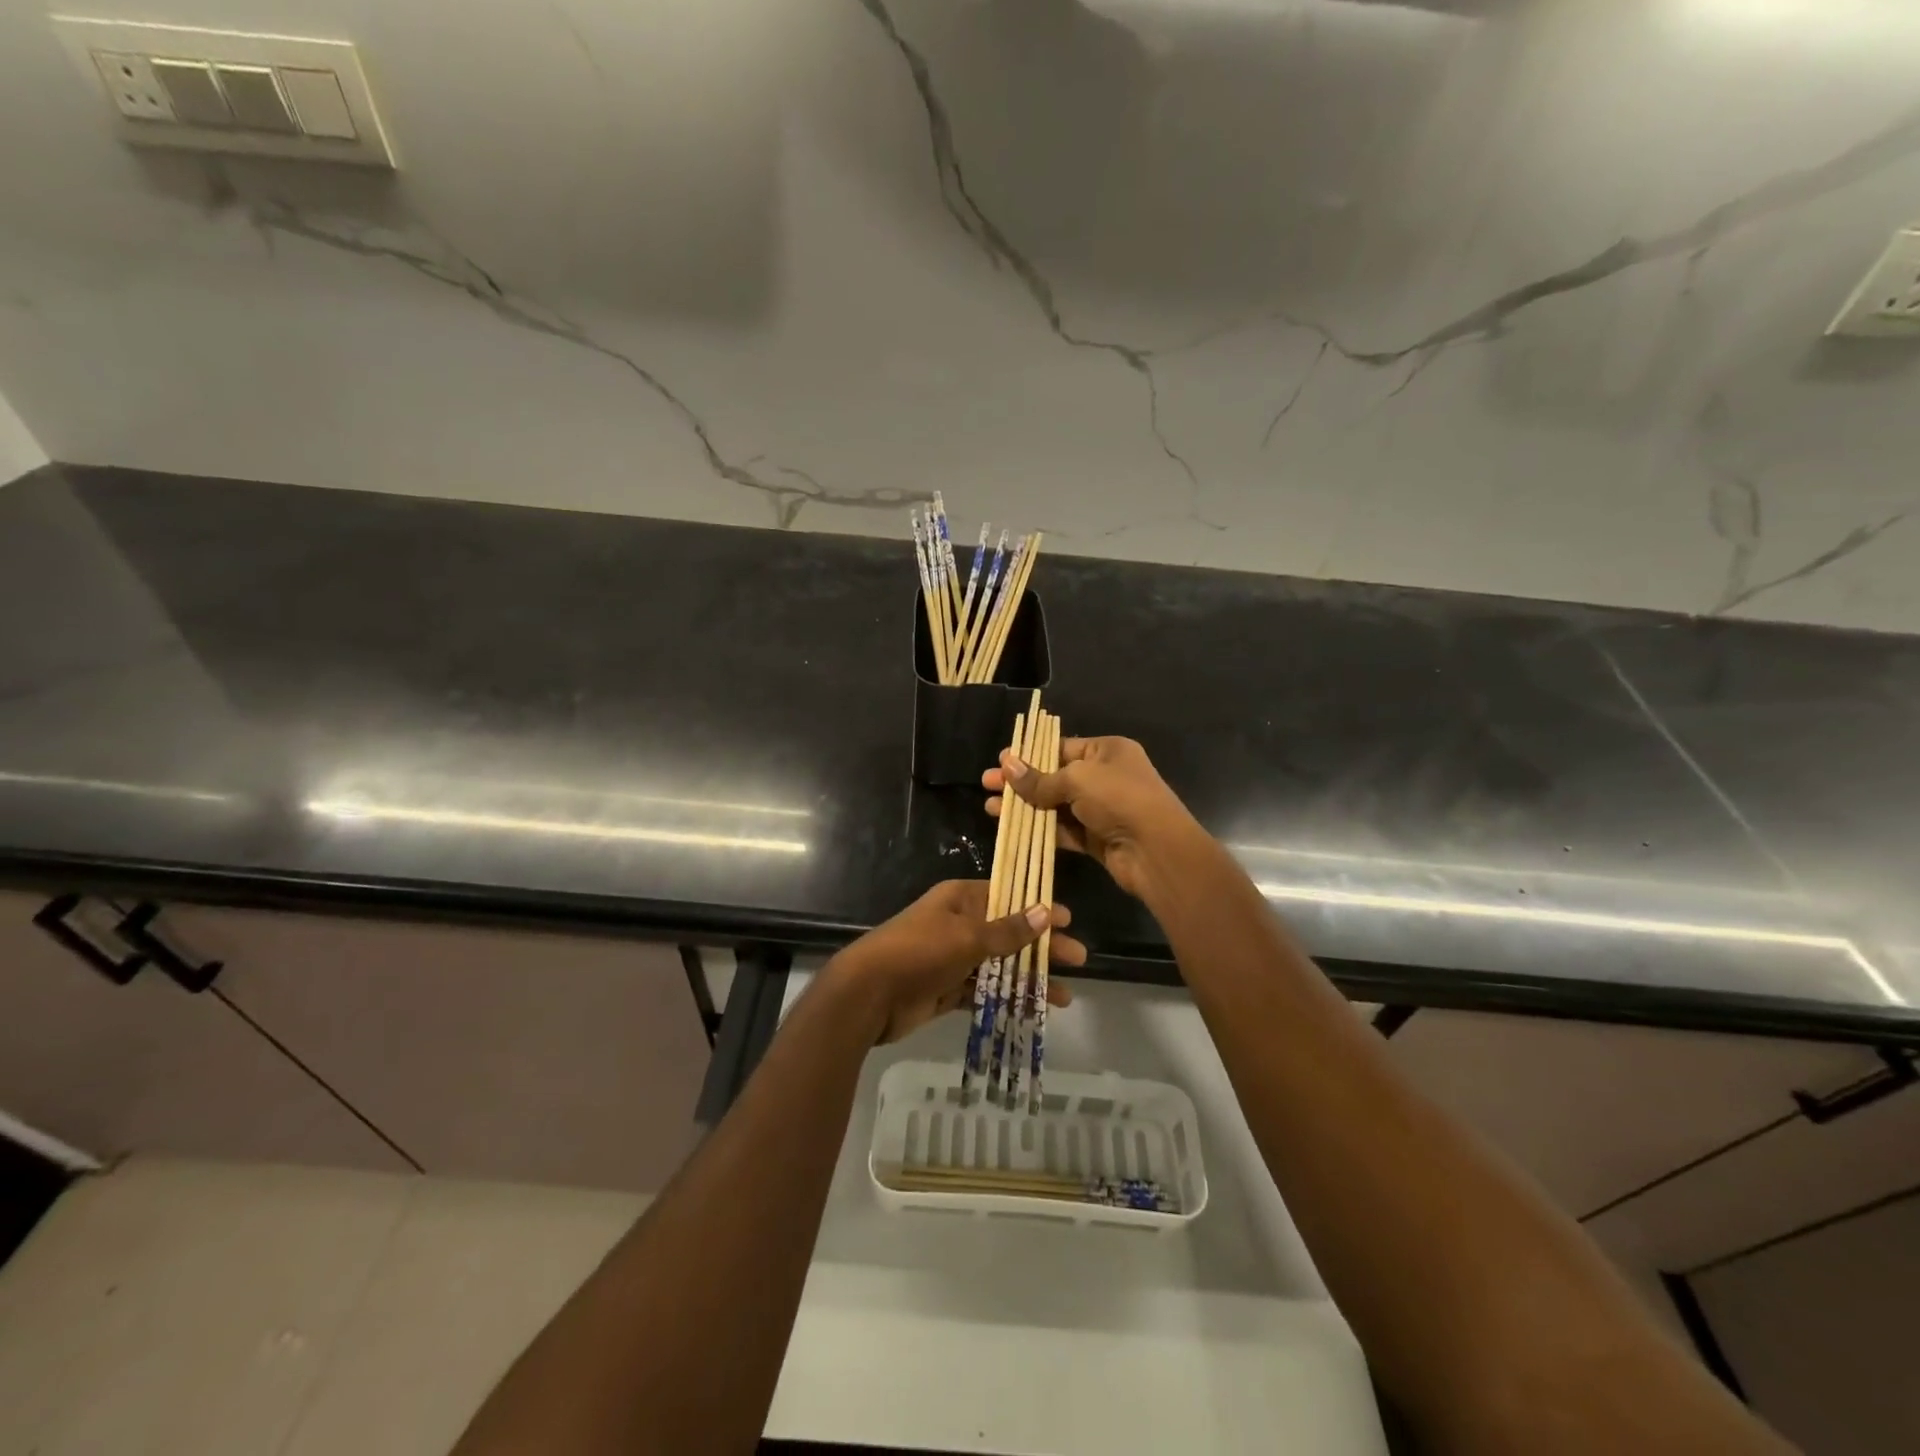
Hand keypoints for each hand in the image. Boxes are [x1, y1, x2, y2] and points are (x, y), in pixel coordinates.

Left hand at [827, 880, 1082, 1043]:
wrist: (868, 994)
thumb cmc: (920, 952)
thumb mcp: (967, 937)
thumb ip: (1008, 930)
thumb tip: (1045, 912)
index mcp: (960, 900)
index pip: (1008, 897)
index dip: (1038, 907)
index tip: (1067, 920)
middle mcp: (958, 924)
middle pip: (1008, 933)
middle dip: (1041, 947)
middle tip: (1078, 959)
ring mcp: (952, 958)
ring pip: (999, 965)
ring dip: (1028, 978)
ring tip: (1064, 996)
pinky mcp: (946, 989)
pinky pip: (984, 991)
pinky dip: (1006, 998)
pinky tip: (1032, 1010)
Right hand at [984, 735, 1202, 900]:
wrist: (1157, 851)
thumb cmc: (1119, 799)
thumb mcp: (1076, 780)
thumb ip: (1039, 778)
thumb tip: (1006, 765)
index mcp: (1107, 751)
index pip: (1061, 747)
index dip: (1029, 754)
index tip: (1000, 761)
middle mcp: (1105, 777)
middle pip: (1054, 776)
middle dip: (1021, 782)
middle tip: (986, 784)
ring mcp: (1101, 809)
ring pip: (1055, 805)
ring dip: (1025, 807)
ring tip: (990, 808)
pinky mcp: (1096, 838)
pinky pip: (1063, 830)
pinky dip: (1039, 829)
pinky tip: (1012, 829)